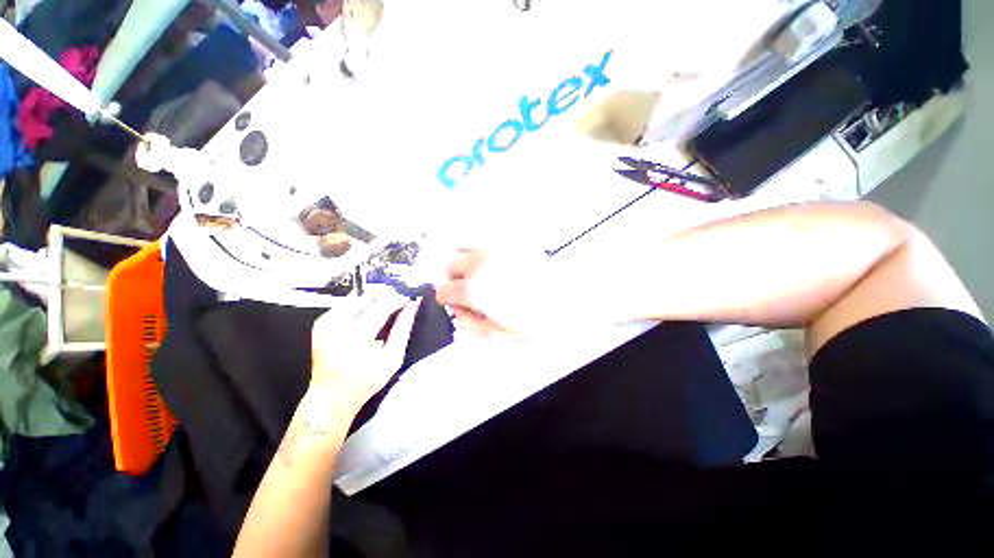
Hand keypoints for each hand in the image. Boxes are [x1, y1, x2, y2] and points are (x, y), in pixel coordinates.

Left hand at [310, 289, 420, 413]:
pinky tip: (369, 316)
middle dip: (387, 297)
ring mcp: (326, 322)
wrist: (330, 396)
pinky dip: (362, 305)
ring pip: (358, 296)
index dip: (398, 299)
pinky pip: (347, 303)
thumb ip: (404, 328)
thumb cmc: (365, 381)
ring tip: (385, 311)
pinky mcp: (321, 321)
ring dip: (375, 300)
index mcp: (355, 338)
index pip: (381, 306)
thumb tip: (413, 305)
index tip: (410, 298)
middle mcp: (336, 326)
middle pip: (369, 297)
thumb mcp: (393, 358)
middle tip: (399, 304)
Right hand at [435, 250, 593, 338]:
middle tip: (473, 292)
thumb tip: (458, 313)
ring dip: (469, 265)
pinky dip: (485, 256)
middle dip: (456, 280)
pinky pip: (487, 245)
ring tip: (488, 278)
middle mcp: (480, 263)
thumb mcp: (498, 336)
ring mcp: (495, 249)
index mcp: (474, 288)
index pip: (443, 290)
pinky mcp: (510, 243)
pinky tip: (501, 269)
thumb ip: (470, 325)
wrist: (569, 300)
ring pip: (466, 250)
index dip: (448, 300)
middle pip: (450, 265)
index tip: (459, 304)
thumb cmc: (535, 320)